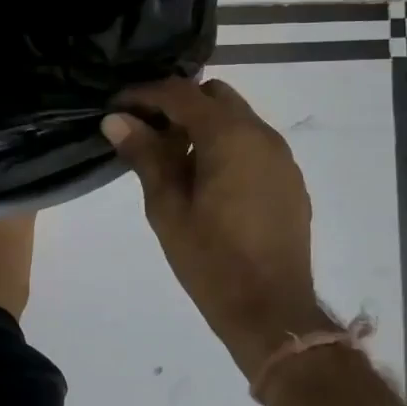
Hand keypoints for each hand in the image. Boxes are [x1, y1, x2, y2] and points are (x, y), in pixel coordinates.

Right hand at [103, 78, 326, 377]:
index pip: (180, 93)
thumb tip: (116, 119)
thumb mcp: (166, 206)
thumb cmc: (211, 259)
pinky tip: (206, 180)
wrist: (272, 312)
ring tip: (173, 159)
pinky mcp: (289, 180)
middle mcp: (261, 135)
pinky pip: (252, 143)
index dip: (144, 94)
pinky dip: (225, 145)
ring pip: (236, 118)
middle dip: (178, 104)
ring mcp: (281, 157)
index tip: (117, 107)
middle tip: (147, 132)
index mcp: (229, 136)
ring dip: (203, 125)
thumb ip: (144, 155)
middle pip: (214, 95)